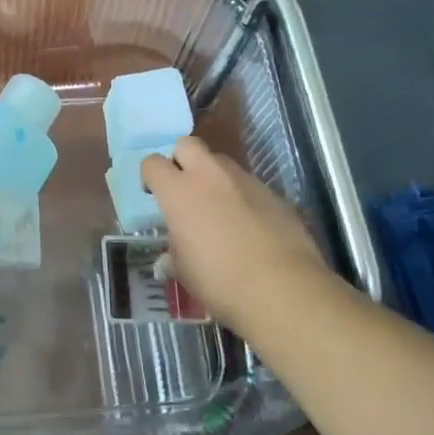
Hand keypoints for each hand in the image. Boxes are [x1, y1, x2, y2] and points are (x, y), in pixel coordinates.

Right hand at [140, 135, 336, 330]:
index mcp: (179, 192)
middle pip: (187, 144)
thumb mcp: (184, 272)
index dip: (150, 176)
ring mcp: (245, 181)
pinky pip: (248, 184)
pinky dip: (242, 197)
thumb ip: (173, 256)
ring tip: (218, 208)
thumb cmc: (220, 281)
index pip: (152, 163)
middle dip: (181, 159)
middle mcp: (210, 176)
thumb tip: (167, 260)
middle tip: (183, 189)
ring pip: (221, 162)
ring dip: (213, 177)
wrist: (284, 290)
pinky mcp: (273, 193)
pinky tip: (248, 225)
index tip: (153, 195)